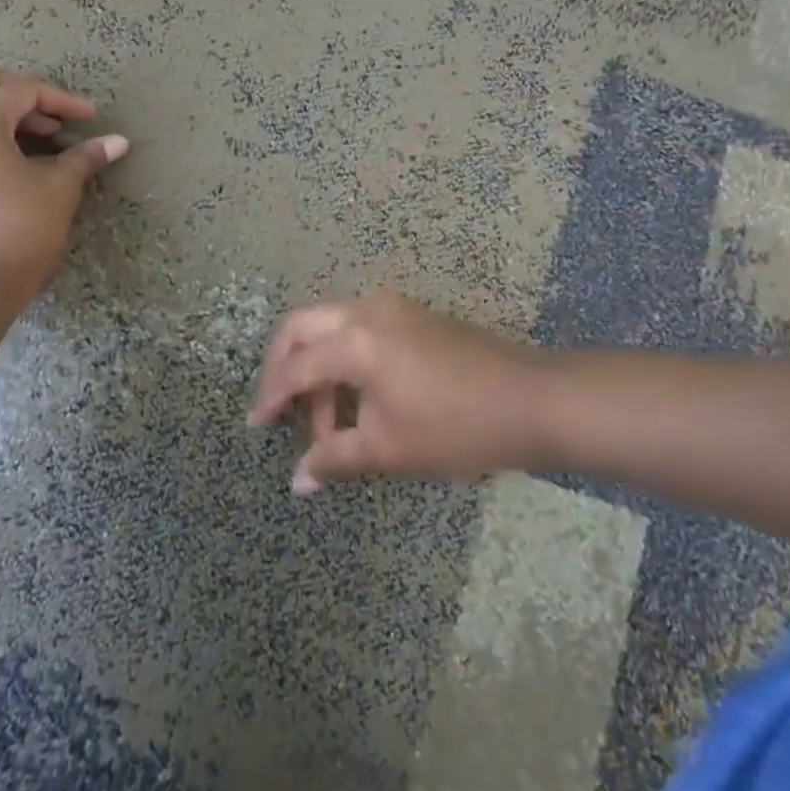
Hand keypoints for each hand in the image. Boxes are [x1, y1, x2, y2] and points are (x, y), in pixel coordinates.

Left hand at [0, 66, 128, 297]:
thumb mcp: (59, 189)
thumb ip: (86, 157)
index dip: (61, 100)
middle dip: (25, 95)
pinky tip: (19, 162)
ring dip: (6, 114)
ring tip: (44, 142)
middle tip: (56, 120)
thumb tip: (119, 142)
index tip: (90, 119)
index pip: (21, 91)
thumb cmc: (19, 230)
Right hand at [250, 293, 548, 493]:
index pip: (295, 366)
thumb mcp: (389, 449)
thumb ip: (335, 459)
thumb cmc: (457, 427)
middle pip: (302, 327)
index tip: (256, 425)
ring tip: (331, 426)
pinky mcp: (412, 316)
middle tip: (280, 410)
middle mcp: (366, 311)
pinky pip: (358, 330)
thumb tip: (297, 482)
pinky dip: (344, 359)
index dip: (271, 397)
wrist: (533, 401)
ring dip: (318, 369)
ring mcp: (392, 308)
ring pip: (331, 328)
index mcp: (355, 341)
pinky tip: (358, 401)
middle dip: (283, 367)